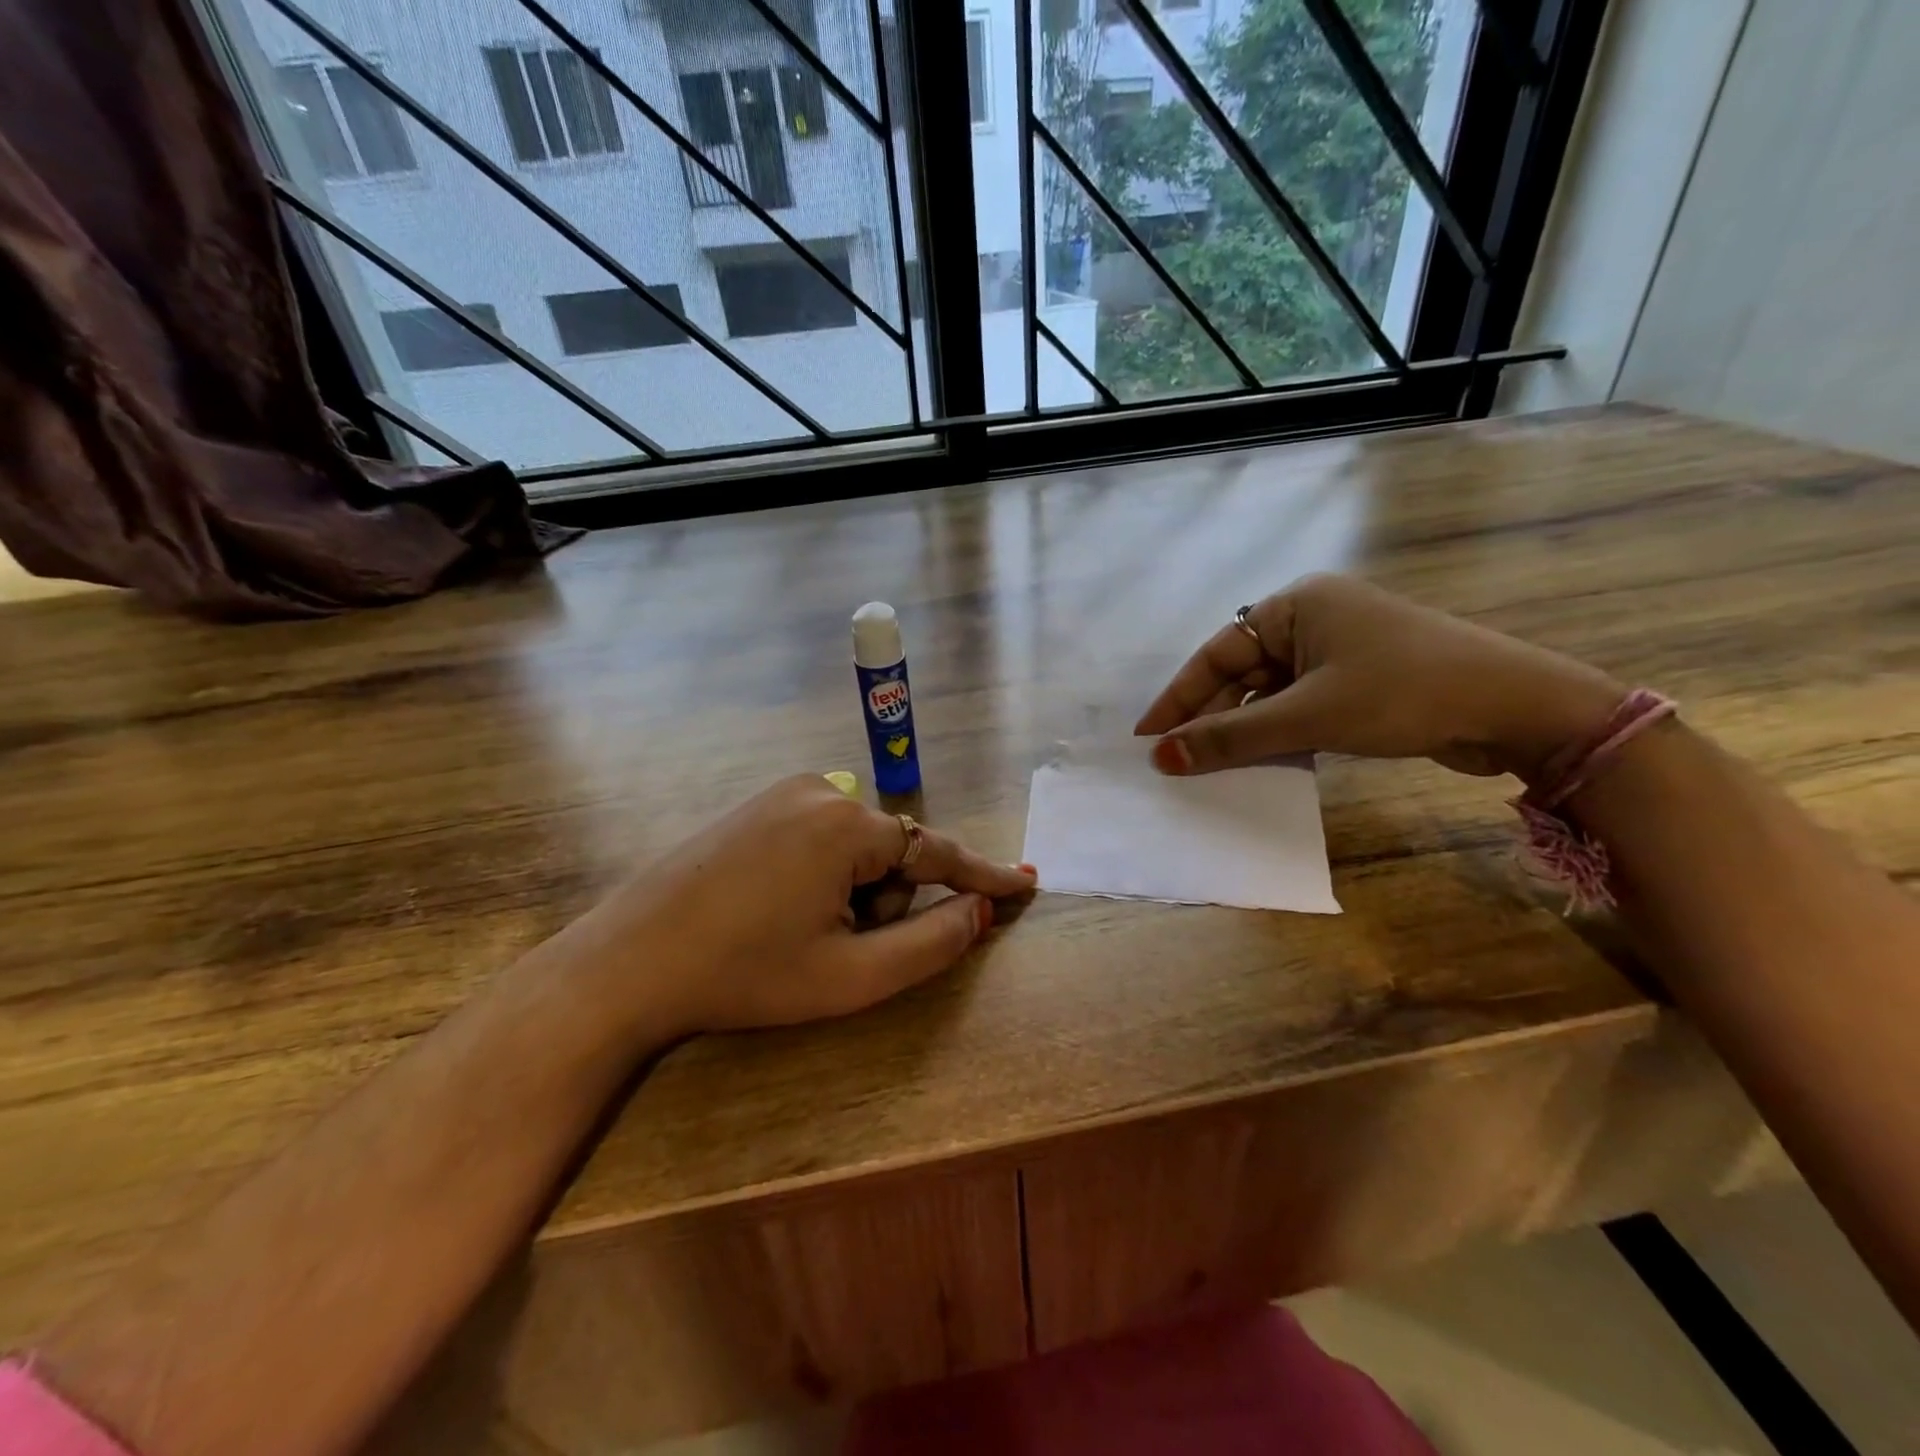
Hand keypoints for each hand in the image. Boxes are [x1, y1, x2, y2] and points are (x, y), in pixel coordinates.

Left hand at [559, 776, 1036, 1039]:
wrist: (629, 962)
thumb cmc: (746, 973)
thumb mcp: (851, 976)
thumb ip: (931, 943)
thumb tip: (978, 911)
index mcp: (848, 826)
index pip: (938, 851)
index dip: (985, 876)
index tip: (1027, 884)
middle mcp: (822, 790)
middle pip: (892, 853)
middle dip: (882, 903)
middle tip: (833, 947)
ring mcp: (784, 792)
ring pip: (857, 847)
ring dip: (851, 893)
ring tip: (797, 931)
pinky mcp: (758, 805)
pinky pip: (821, 837)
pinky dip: (823, 876)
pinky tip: (776, 908)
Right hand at [1135, 574, 1623, 780]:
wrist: (1516, 708)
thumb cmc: (1401, 693)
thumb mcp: (1307, 716)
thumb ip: (1230, 737)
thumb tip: (1161, 758)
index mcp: (1295, 605)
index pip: (1216, 653)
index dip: (1177, 698)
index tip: (1146, 737)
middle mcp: (1312, 619)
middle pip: (1241, 673)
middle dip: (1209, 717)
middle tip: (1173, 760)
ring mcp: (1339, 650)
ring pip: (1269, 693)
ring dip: (1241, 730)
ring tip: (1207, 768)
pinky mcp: (1359, 680)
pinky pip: (1299, 705)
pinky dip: (1276, 733)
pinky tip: (1258, 762)